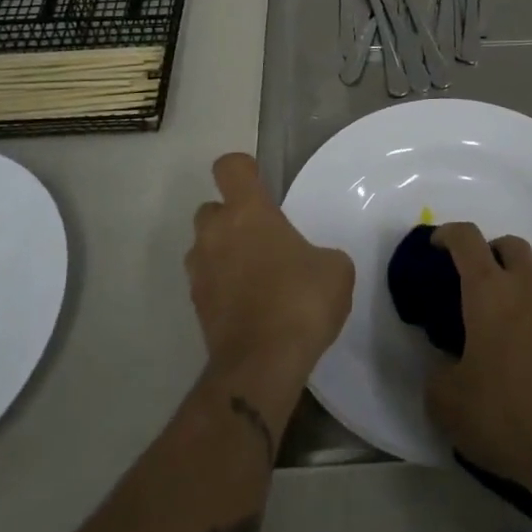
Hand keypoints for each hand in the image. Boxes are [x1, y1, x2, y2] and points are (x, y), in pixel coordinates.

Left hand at [189, 153, 354, 385]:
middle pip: (212, 208)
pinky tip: (251, 305)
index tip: (261, 183)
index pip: (230, 167)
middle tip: (262, 238)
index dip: (244, 169)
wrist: (261, 365)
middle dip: (232, 217)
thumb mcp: (335, 269)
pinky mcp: (196, 306)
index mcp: (248, 212)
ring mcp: (200, 271)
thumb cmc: (301, 301)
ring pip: (205, 246)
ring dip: (224, 253)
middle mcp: (215, 233)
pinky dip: (223, 286)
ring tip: (256, 275)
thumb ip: (319, 253)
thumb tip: (312, 262)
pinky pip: (208, 281)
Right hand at [425, 223, 531, 498]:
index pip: (466, 239)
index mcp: (489, 291)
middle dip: (490, 252)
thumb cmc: (505, 416)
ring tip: (510, 314)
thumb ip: (437, 373)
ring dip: (522, 280)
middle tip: (476, 282)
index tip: (435, 245)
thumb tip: (445, 365)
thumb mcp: (446, 402)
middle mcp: (529, 286)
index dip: (447, 234)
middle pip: (510, 245)